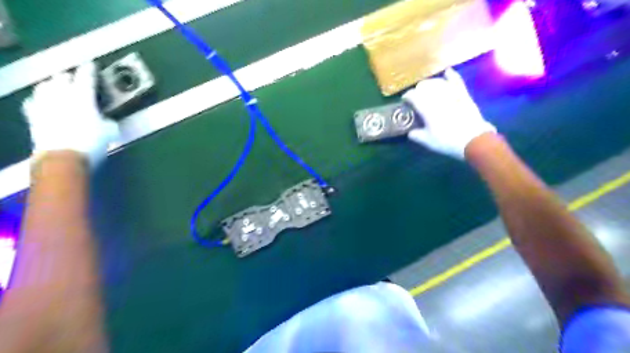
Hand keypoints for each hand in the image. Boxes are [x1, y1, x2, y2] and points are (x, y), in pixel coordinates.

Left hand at [22, 61, 118, 168]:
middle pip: (62, 78)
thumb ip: (109, 122)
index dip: (90, 70)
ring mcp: (44, 104)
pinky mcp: (33, 116)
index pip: (86, 77)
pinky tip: (43, 102)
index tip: (91, 65)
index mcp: (82, 96)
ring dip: (53, 85)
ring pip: (45, 86)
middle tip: (76, 79)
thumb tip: (107, 121)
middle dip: (70, 77)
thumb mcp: (111, 132)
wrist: (63, 158)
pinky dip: (40, 100)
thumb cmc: (91, 141)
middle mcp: (61, 95)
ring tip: (58, 87)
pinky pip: (34, 102)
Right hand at [403, 68, 496, 158]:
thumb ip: (416, 135)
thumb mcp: (427, 141)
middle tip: (415, 96)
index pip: (413, 96)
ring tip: (427, 88)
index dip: (407, 96)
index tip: (404, 100)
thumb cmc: (446, 141)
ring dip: (430, 83)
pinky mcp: (463, 94)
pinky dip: (451, 75)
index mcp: (426, 108)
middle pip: (424, 86)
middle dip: (417, 89)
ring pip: (437, 82)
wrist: (473, 139)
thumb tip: (410, 132)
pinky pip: (456, 80)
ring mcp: (451, 93)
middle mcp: (437, 97)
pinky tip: (447, 72)